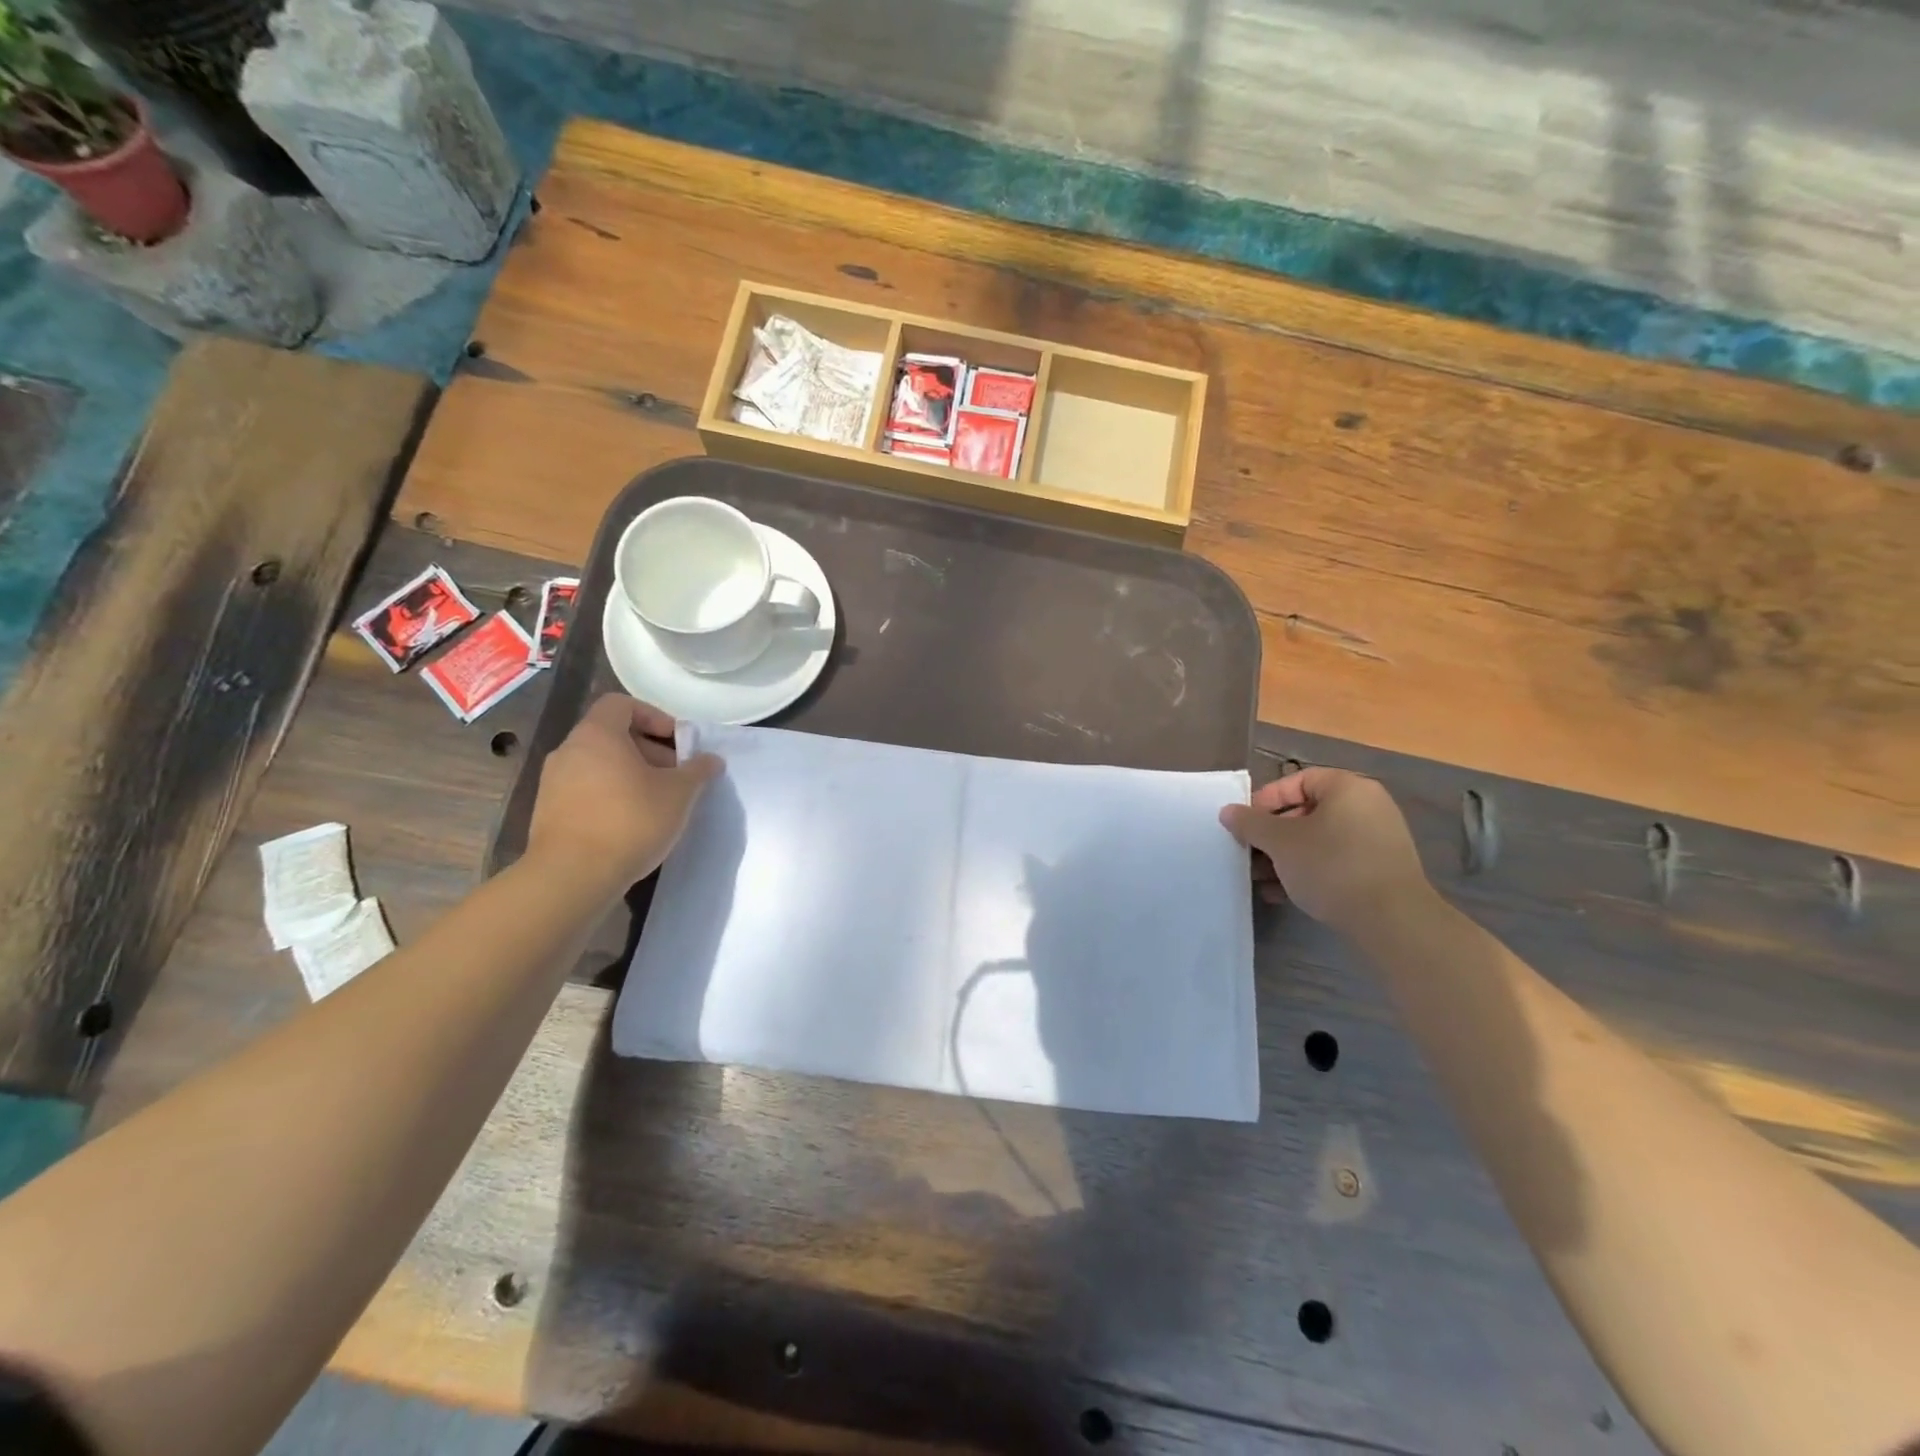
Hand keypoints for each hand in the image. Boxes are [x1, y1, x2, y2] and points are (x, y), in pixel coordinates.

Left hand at [526, 695, 720, 891]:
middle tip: (676, 777)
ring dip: (632, 776)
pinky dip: (612, 797)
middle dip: (649, 751)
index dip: (655, 717)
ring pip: (600, 765)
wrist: (572, 877)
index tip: (678, 743)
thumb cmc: (631, 820)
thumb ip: (698, 770)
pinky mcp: (549, 813)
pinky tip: (633, 824)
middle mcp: (569, 750)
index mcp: (597, 735)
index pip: (622, 704)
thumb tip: (711, 759)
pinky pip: (587, 791)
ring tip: (659, 803)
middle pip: (613, 736)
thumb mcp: (679, 793)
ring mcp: (553, 783)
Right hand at [1219, 767, 1430, 931]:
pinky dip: (1309, 871)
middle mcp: (1368, 807)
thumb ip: (1251, 823)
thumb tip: (1228, 812)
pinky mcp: (1380, 870)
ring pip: (1319, 840)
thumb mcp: (1280, 842)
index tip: (1245, 823)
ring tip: (1260, 878)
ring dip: (1285, 856)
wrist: (1392, 921)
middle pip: (1307, 811)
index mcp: (1348, 788)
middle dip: (1272, 834)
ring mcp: (1378, 840)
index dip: (1266, 799)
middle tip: (1249, 852)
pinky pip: (1335, 861)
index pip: (1298, 780)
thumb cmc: (1332, 866)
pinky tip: (1283, 894)